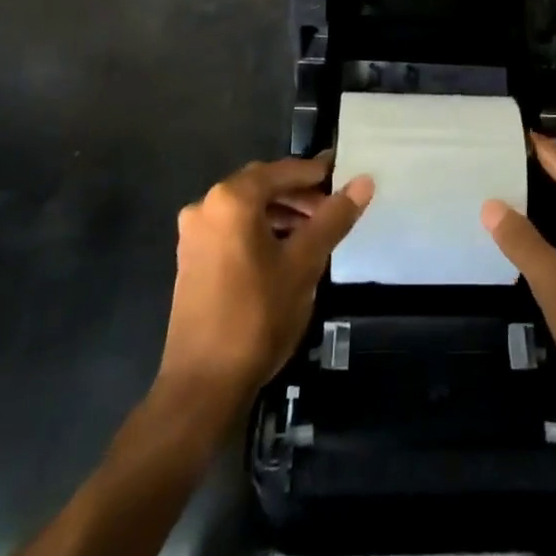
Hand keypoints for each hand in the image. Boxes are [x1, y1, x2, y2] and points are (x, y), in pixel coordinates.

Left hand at [157, 154, 371, 405]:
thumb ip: (334, 217)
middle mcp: (206, 206)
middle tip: (333, 209)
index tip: (345, 176)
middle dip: (299, 194)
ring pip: (247, 208)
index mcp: (231, 199)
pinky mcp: (191, 259)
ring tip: (314, 232)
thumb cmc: (258, 315)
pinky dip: (260, 229)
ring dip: (281, 213)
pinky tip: (285, 251)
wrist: (204, 384)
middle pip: (262, 185)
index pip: (283, 170)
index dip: (316, 173)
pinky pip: (232, 228)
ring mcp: (194, 234)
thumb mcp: (304, 262)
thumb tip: (364, 181)